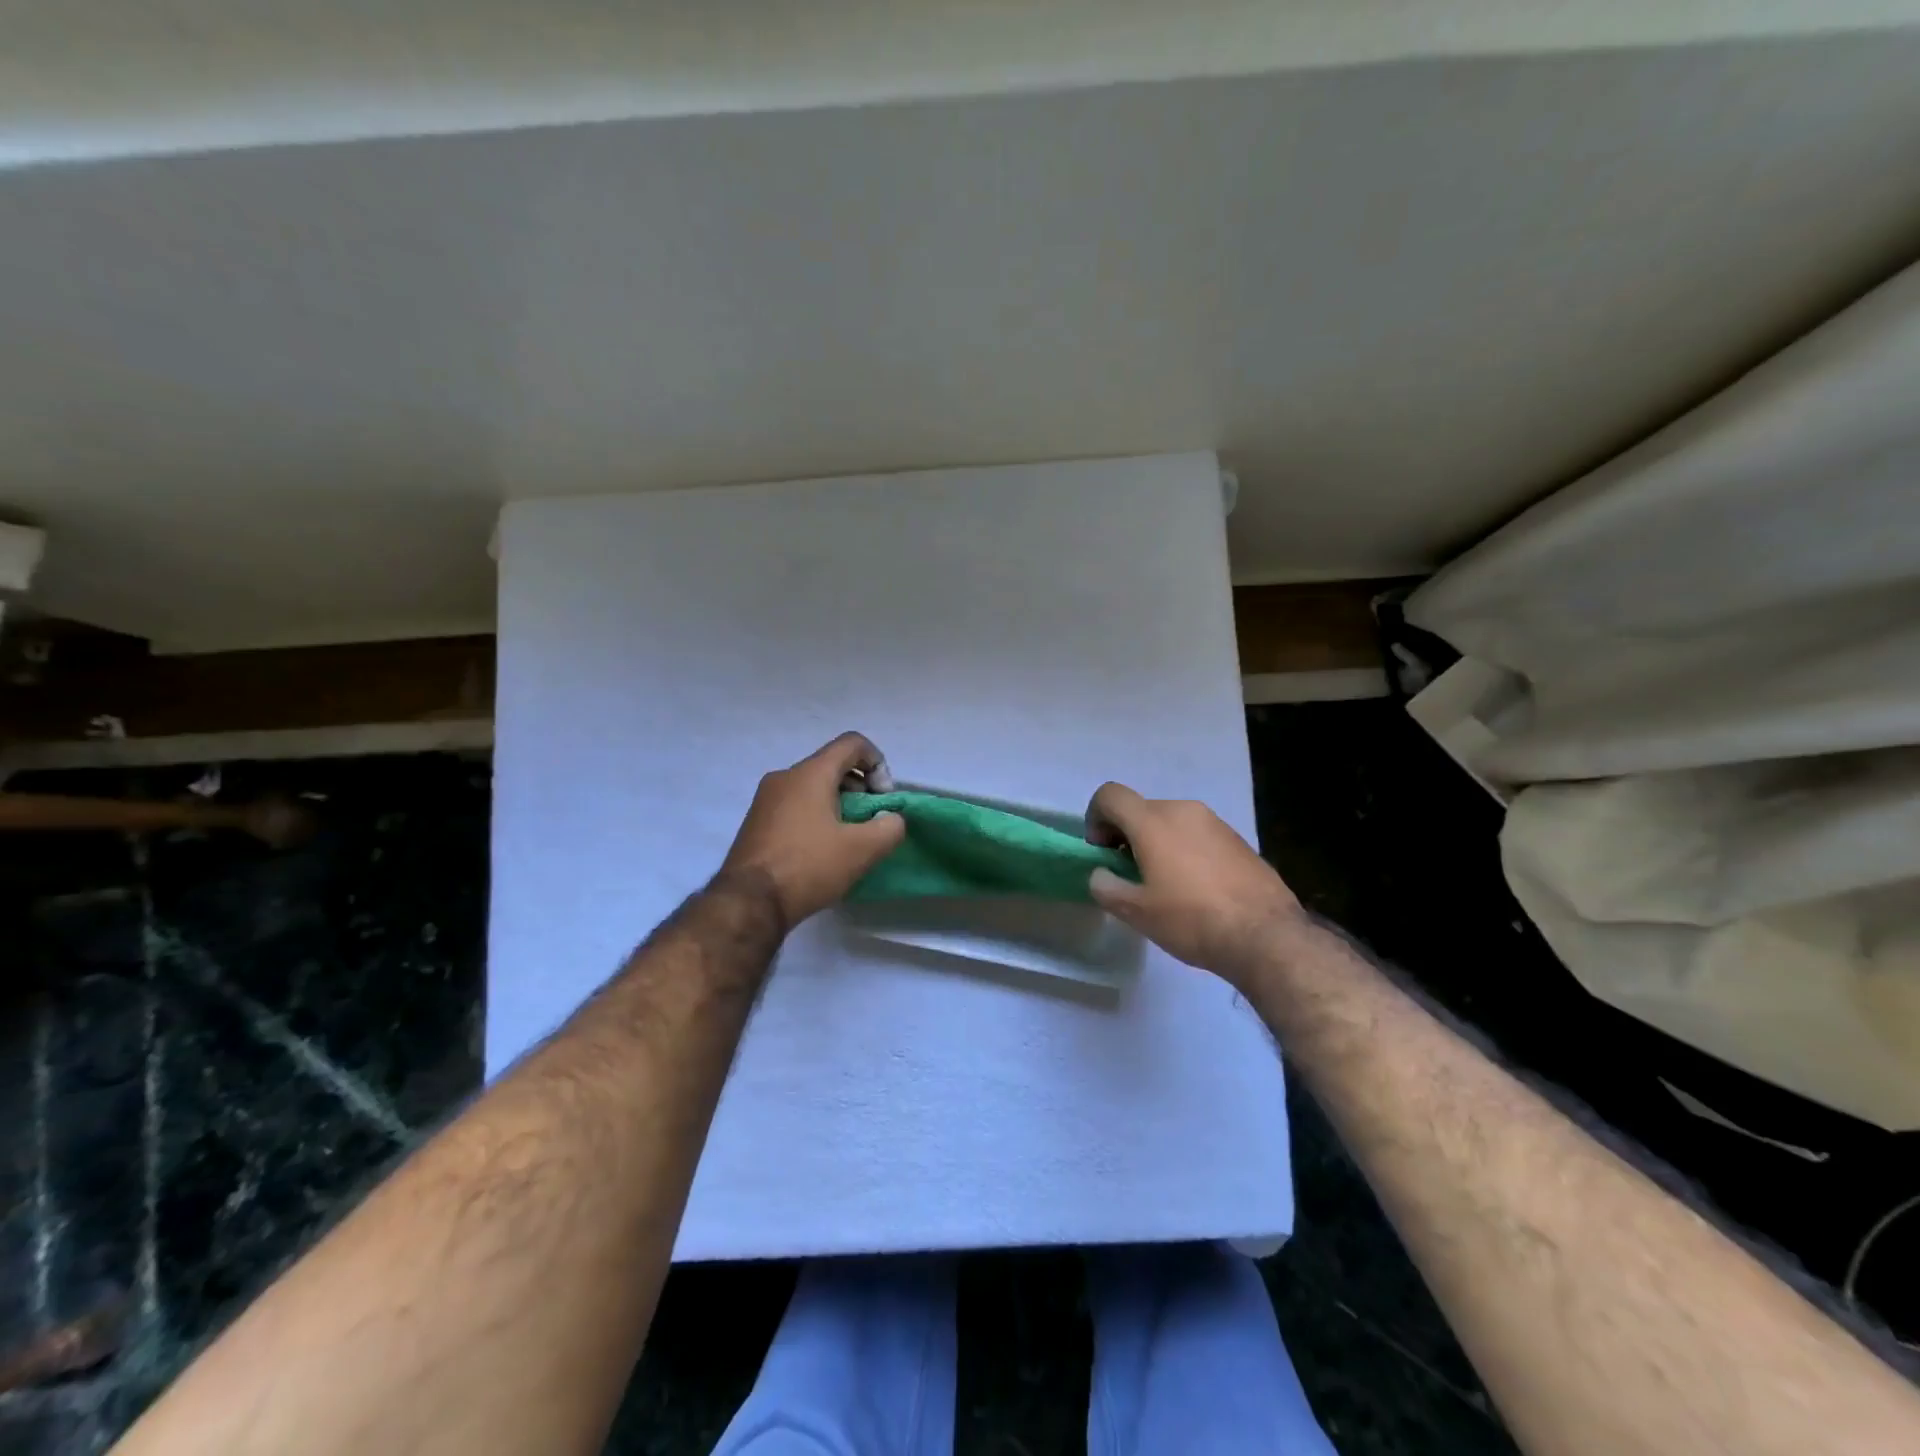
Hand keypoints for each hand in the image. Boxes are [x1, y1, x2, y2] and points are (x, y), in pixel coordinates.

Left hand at [719, 733, 906, 929]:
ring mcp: (765, 799)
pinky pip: (795, 805)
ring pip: (813, 786)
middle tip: (870, 822)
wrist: (748, 902)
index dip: (878, 763)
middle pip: (832, 765)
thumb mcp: (862, 849)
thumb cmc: (808, 866)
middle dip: (860, 788)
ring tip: (847, 839)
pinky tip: (821, 850)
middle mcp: (785, 776)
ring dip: (838, 804)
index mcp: (810, 773)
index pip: (852, 743)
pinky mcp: (756, 821)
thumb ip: (890, 827)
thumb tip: (891, 819)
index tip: (883, 798)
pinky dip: (816, 816)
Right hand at [1084, 782, 1303, 987]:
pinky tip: (1195, 888)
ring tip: (1165, 885)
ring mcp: (1215, 822)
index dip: (1095, 818)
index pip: (1110, 795)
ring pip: (1171, 822)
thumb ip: (1106, 886)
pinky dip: (1184, 850)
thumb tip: (1101, 874)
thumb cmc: (1192, 919)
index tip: (1102, 851)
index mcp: (1153, 821)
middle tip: (1130, 874)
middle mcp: (1183, 810)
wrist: (1266, 936)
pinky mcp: (1238, 839)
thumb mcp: (1136, 912)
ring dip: (1156, 843)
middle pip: (1141, 810)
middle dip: (1126, 835)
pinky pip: (1197, 835)